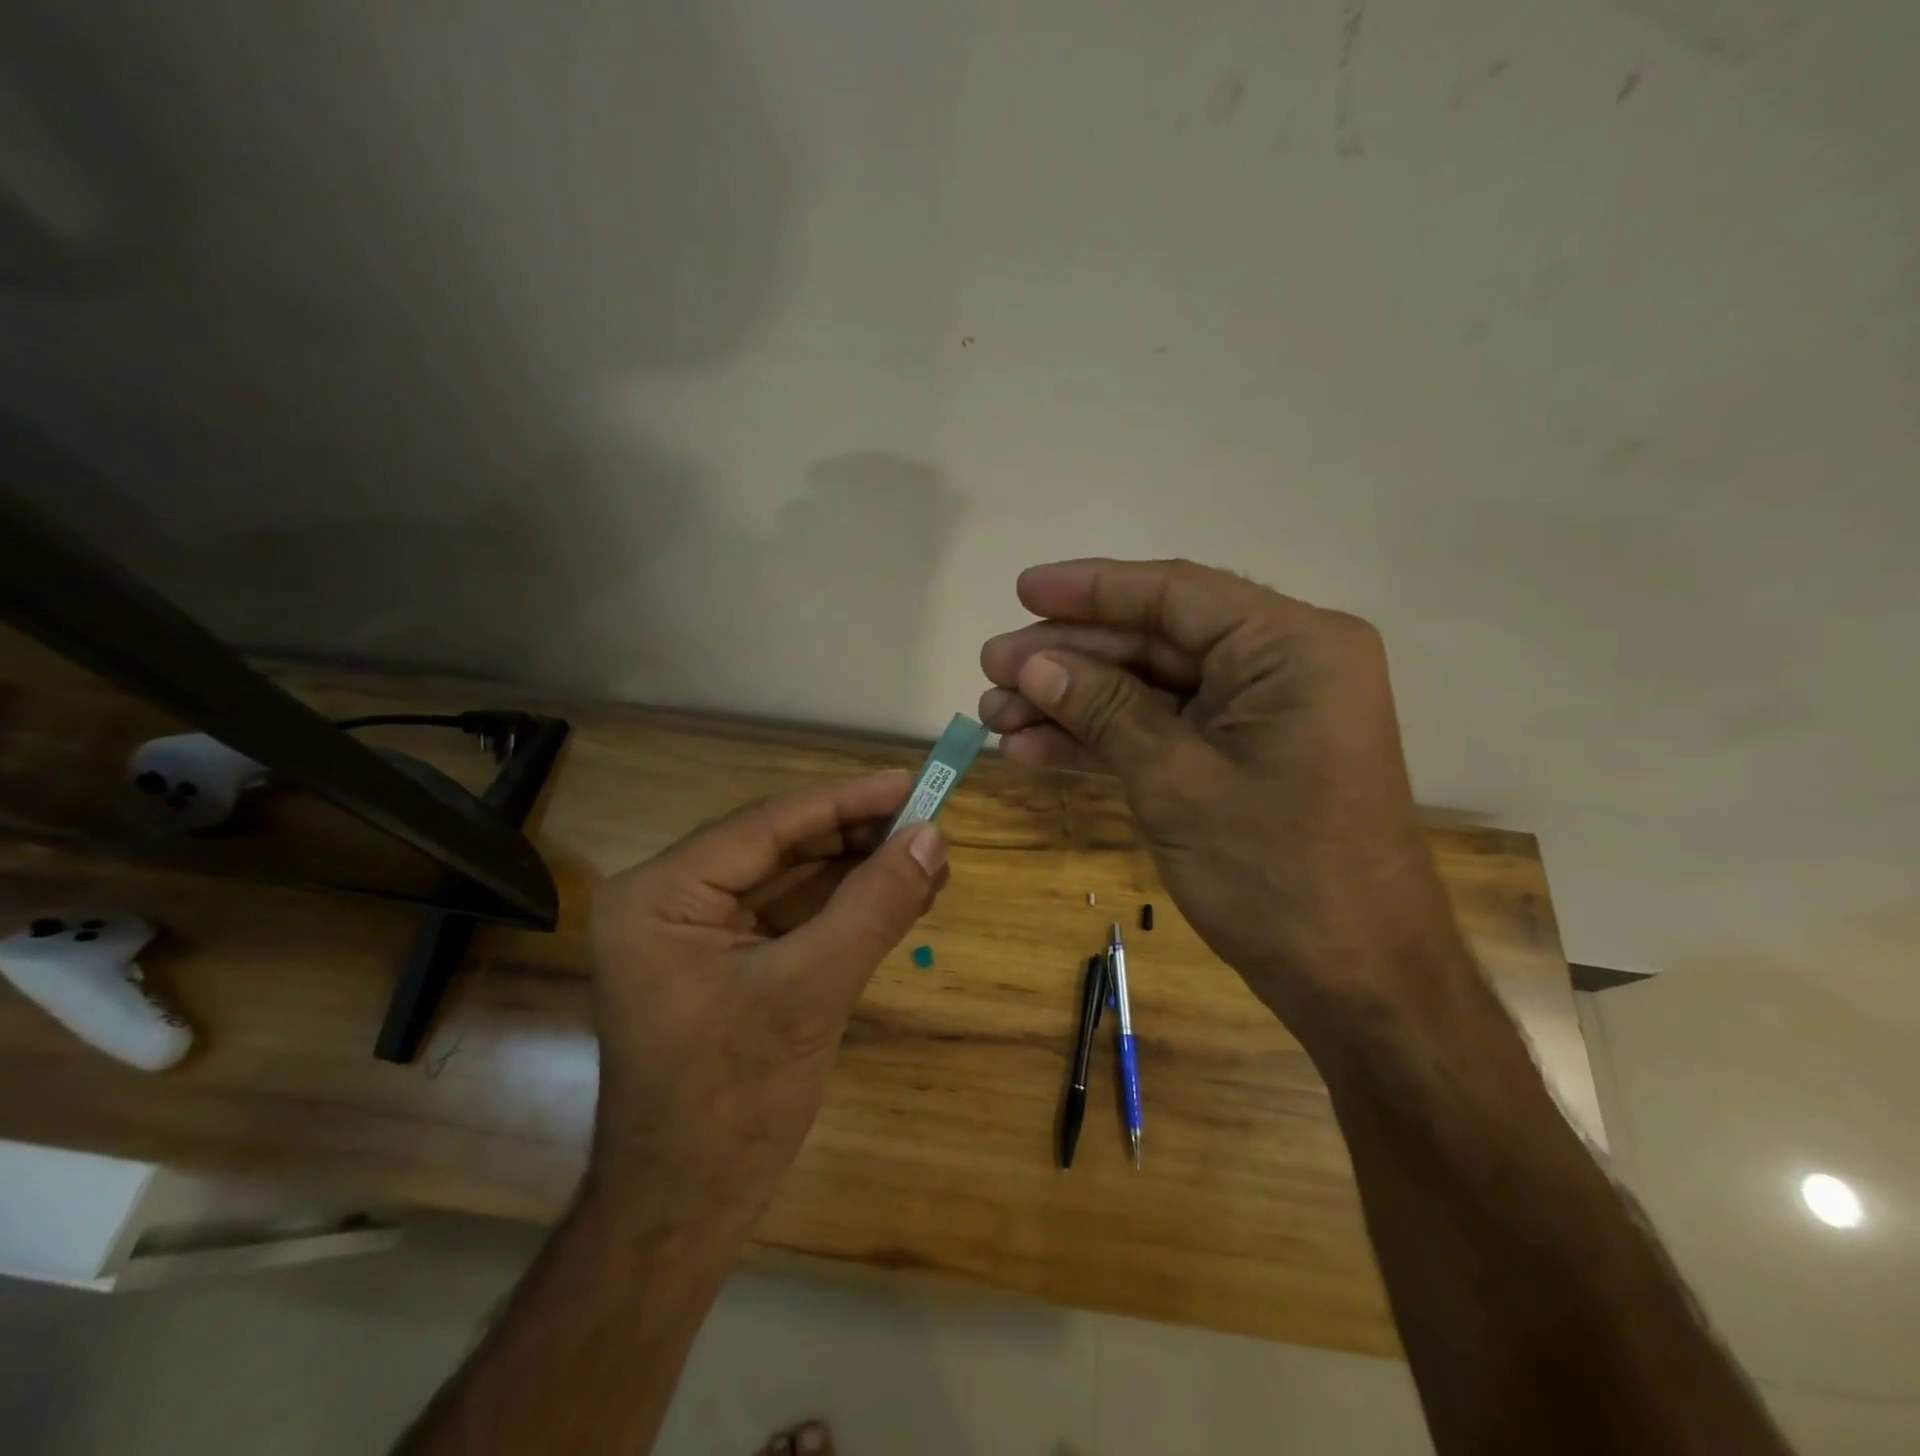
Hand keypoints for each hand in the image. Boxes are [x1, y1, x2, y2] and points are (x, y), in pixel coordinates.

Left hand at [583, 771, 946, 1240]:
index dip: (846, 801)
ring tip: (930, 859)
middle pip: (782, 848)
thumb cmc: (730, 1105)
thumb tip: (932, 837)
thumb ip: (872, 907)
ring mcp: (699, 933)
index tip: (912, 781)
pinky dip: (847, 907)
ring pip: (794, 880)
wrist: (685, 1214)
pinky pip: (795, 916)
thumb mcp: (809, 993)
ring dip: (861, 871)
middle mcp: (671, 900)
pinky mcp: (729, 962)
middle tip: (932, 823)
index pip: (767, 826)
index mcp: (660, 895)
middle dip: (858, 838)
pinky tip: (901, 896)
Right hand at [979, 558, 1463, 1045]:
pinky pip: (1161, 731)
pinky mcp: (1238, 759)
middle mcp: (1280, 666)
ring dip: (1072, 703)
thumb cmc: (1277, 874)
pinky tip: (1032, 749)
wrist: (1354, 981)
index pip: (1175, 594)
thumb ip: (1105, 709)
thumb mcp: (1176, 782)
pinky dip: (1101, 741)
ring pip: (1148, 689)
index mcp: (1291, 647)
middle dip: (1068, 658)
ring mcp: (1258, 716)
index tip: (1021, 589)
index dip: (1090, 589)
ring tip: (993, 714)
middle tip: (991, 668)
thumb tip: (1033, 662)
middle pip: (1154, 641)